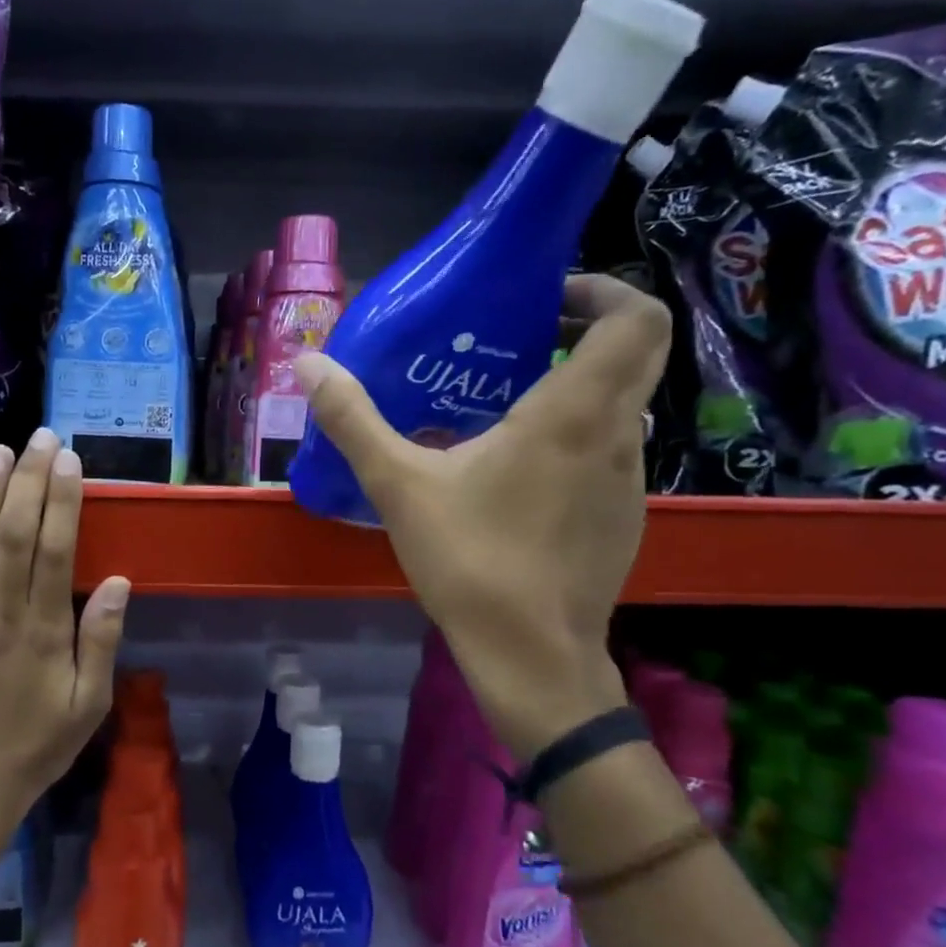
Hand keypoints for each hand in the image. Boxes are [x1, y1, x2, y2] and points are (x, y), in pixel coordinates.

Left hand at [0, 428, 129, 829]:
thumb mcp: (90, 703)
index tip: (68, 461)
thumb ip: (101, 641)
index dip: (60, 502)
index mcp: (43, 633)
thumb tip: (116, 581)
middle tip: (38, 438)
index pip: (52, 552)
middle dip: (26, 482)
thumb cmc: (41, 742)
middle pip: (11, 537)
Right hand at [296, 273, 669, 760]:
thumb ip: (352, 419)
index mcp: (573, 413)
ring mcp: (629, 479)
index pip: (635, 318)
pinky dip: (577, 435)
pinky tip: (518, 473)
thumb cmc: (471, 560)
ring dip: (579, 385)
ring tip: (506, 404)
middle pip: (639, 352)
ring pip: (623, 405)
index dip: (602, 290)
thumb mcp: (398, 484)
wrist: (532, 657)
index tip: (545, 299)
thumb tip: (307, 363)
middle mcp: (616, 435)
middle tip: (520, 339)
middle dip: (587, 330)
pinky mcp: (624, 516)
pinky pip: (609, 450)